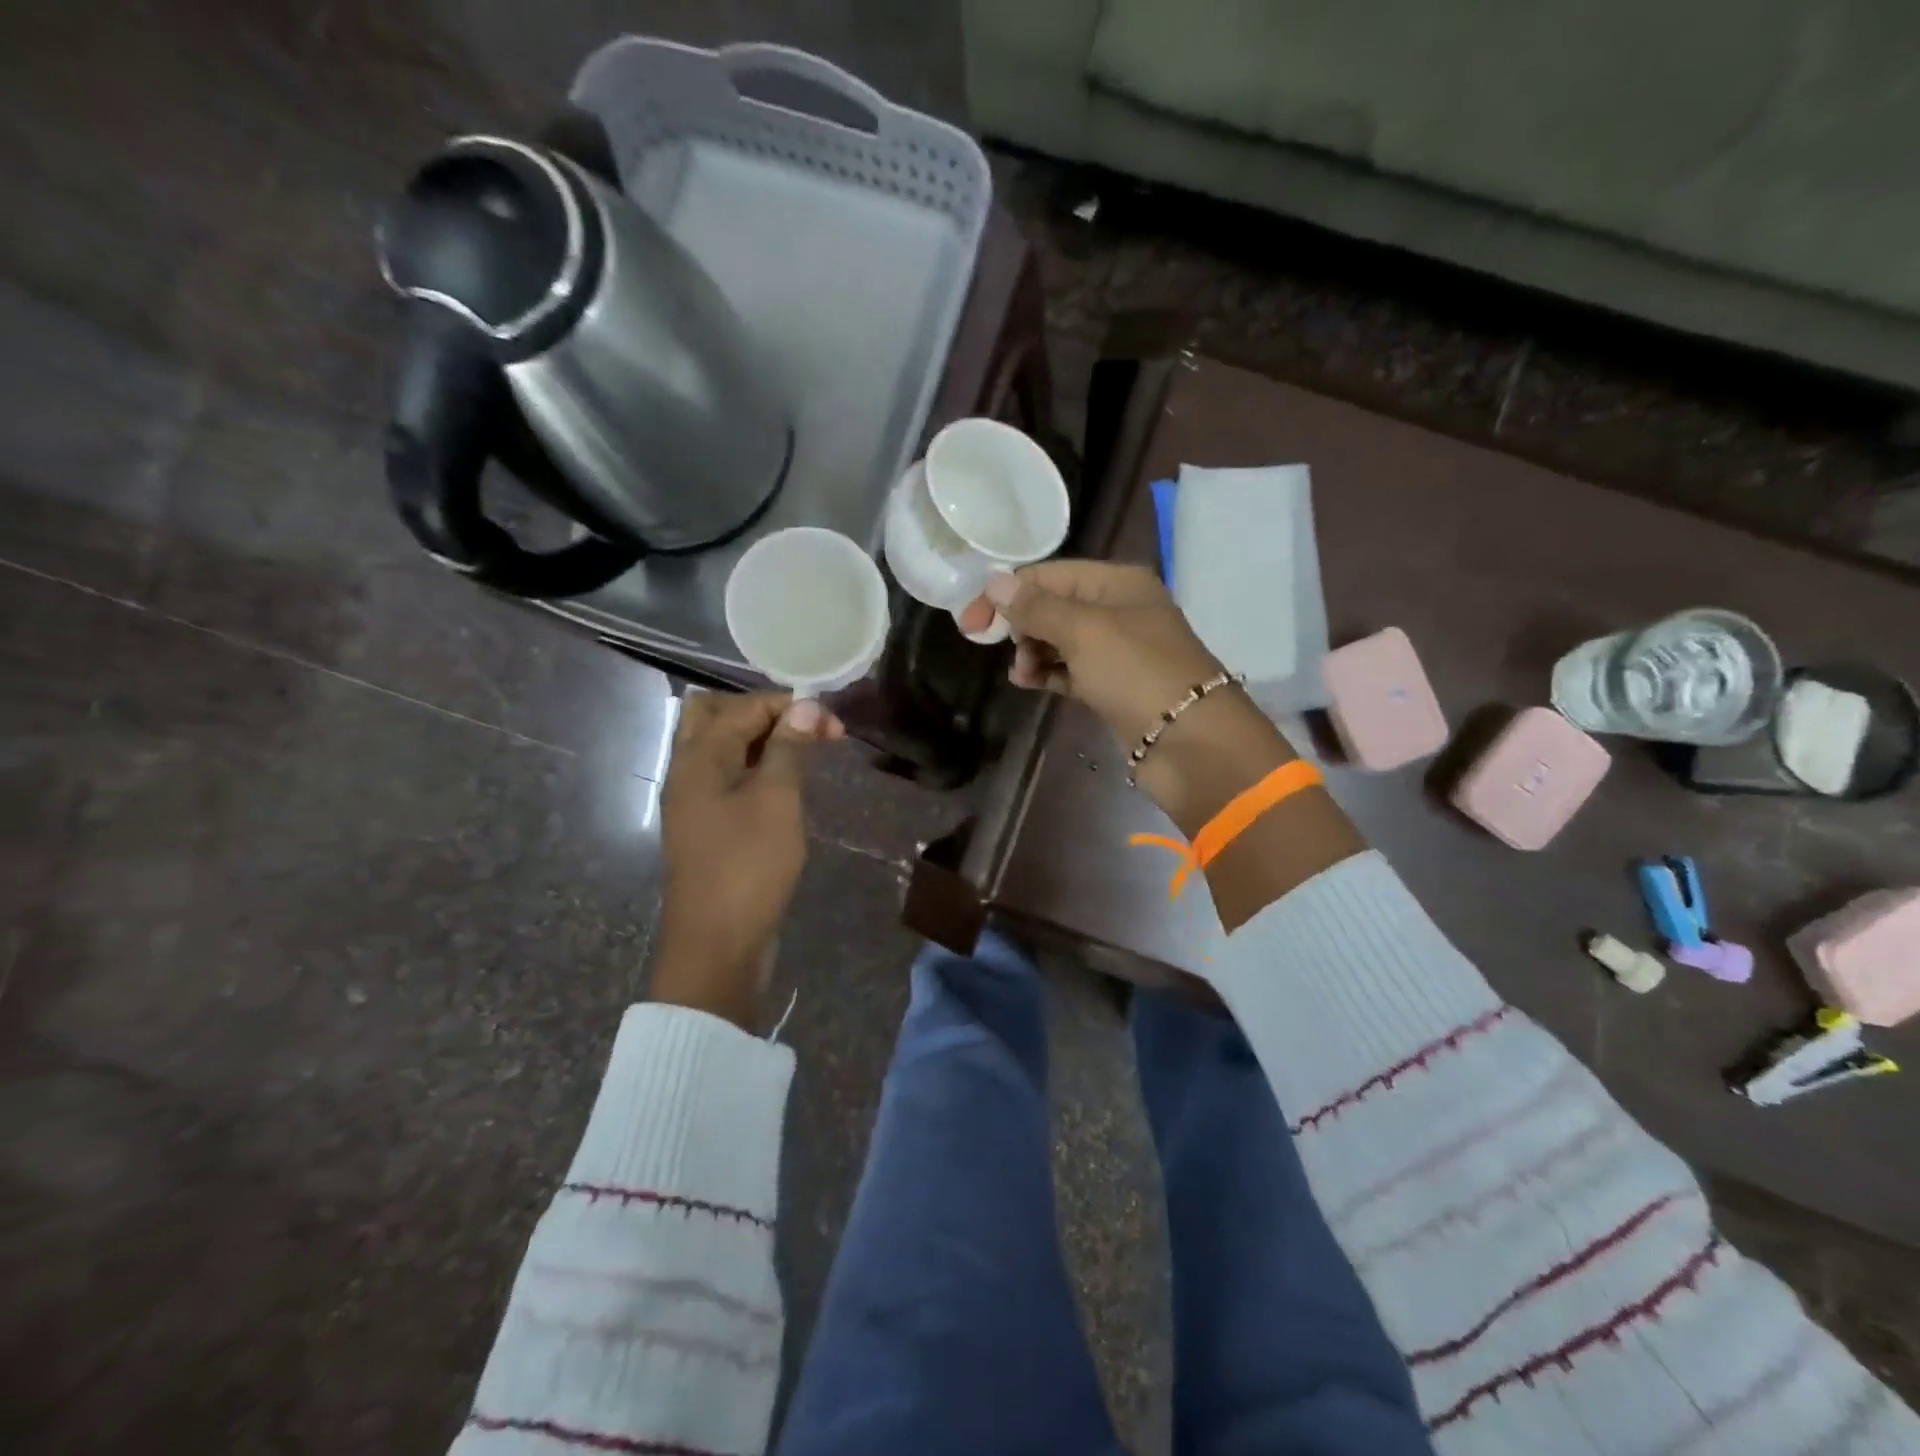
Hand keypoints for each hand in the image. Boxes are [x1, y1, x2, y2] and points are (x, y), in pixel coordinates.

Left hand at [650, 692, 842, 1029]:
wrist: (717, 945)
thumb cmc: (749, 866)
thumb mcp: (777, 800)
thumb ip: (789, 747)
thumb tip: (805, 705)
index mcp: (700, 757)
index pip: (743, 706)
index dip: (790, 706)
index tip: (834, 726)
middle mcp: (688, 771)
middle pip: (716, 717)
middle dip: (765, 714)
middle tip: (806, 731)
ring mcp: (692, 801)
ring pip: (722, 749)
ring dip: (761, 742)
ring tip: (803, 755)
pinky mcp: (705, 827)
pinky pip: (727, 779)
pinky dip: (754, 769)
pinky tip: (785, 787)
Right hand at [960, 562, 1221, 744]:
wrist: (1190, 743)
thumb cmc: (1137, 673)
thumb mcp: (1084, 631)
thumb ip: (1037, 607)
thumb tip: (994, 582)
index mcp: (1117, 583)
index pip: (1050, 575)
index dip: (1008, 593)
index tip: (971, 622)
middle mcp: (1118, 609)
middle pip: (1053, 606)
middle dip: (1022, 624)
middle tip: (1000, 648)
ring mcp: (1117, 650)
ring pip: (1059, 640)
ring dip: (1032, 652)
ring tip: (1021, 674)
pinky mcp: (1112, 686)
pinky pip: (1069, 670)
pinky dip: (1048, 673)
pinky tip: (1030, 683)